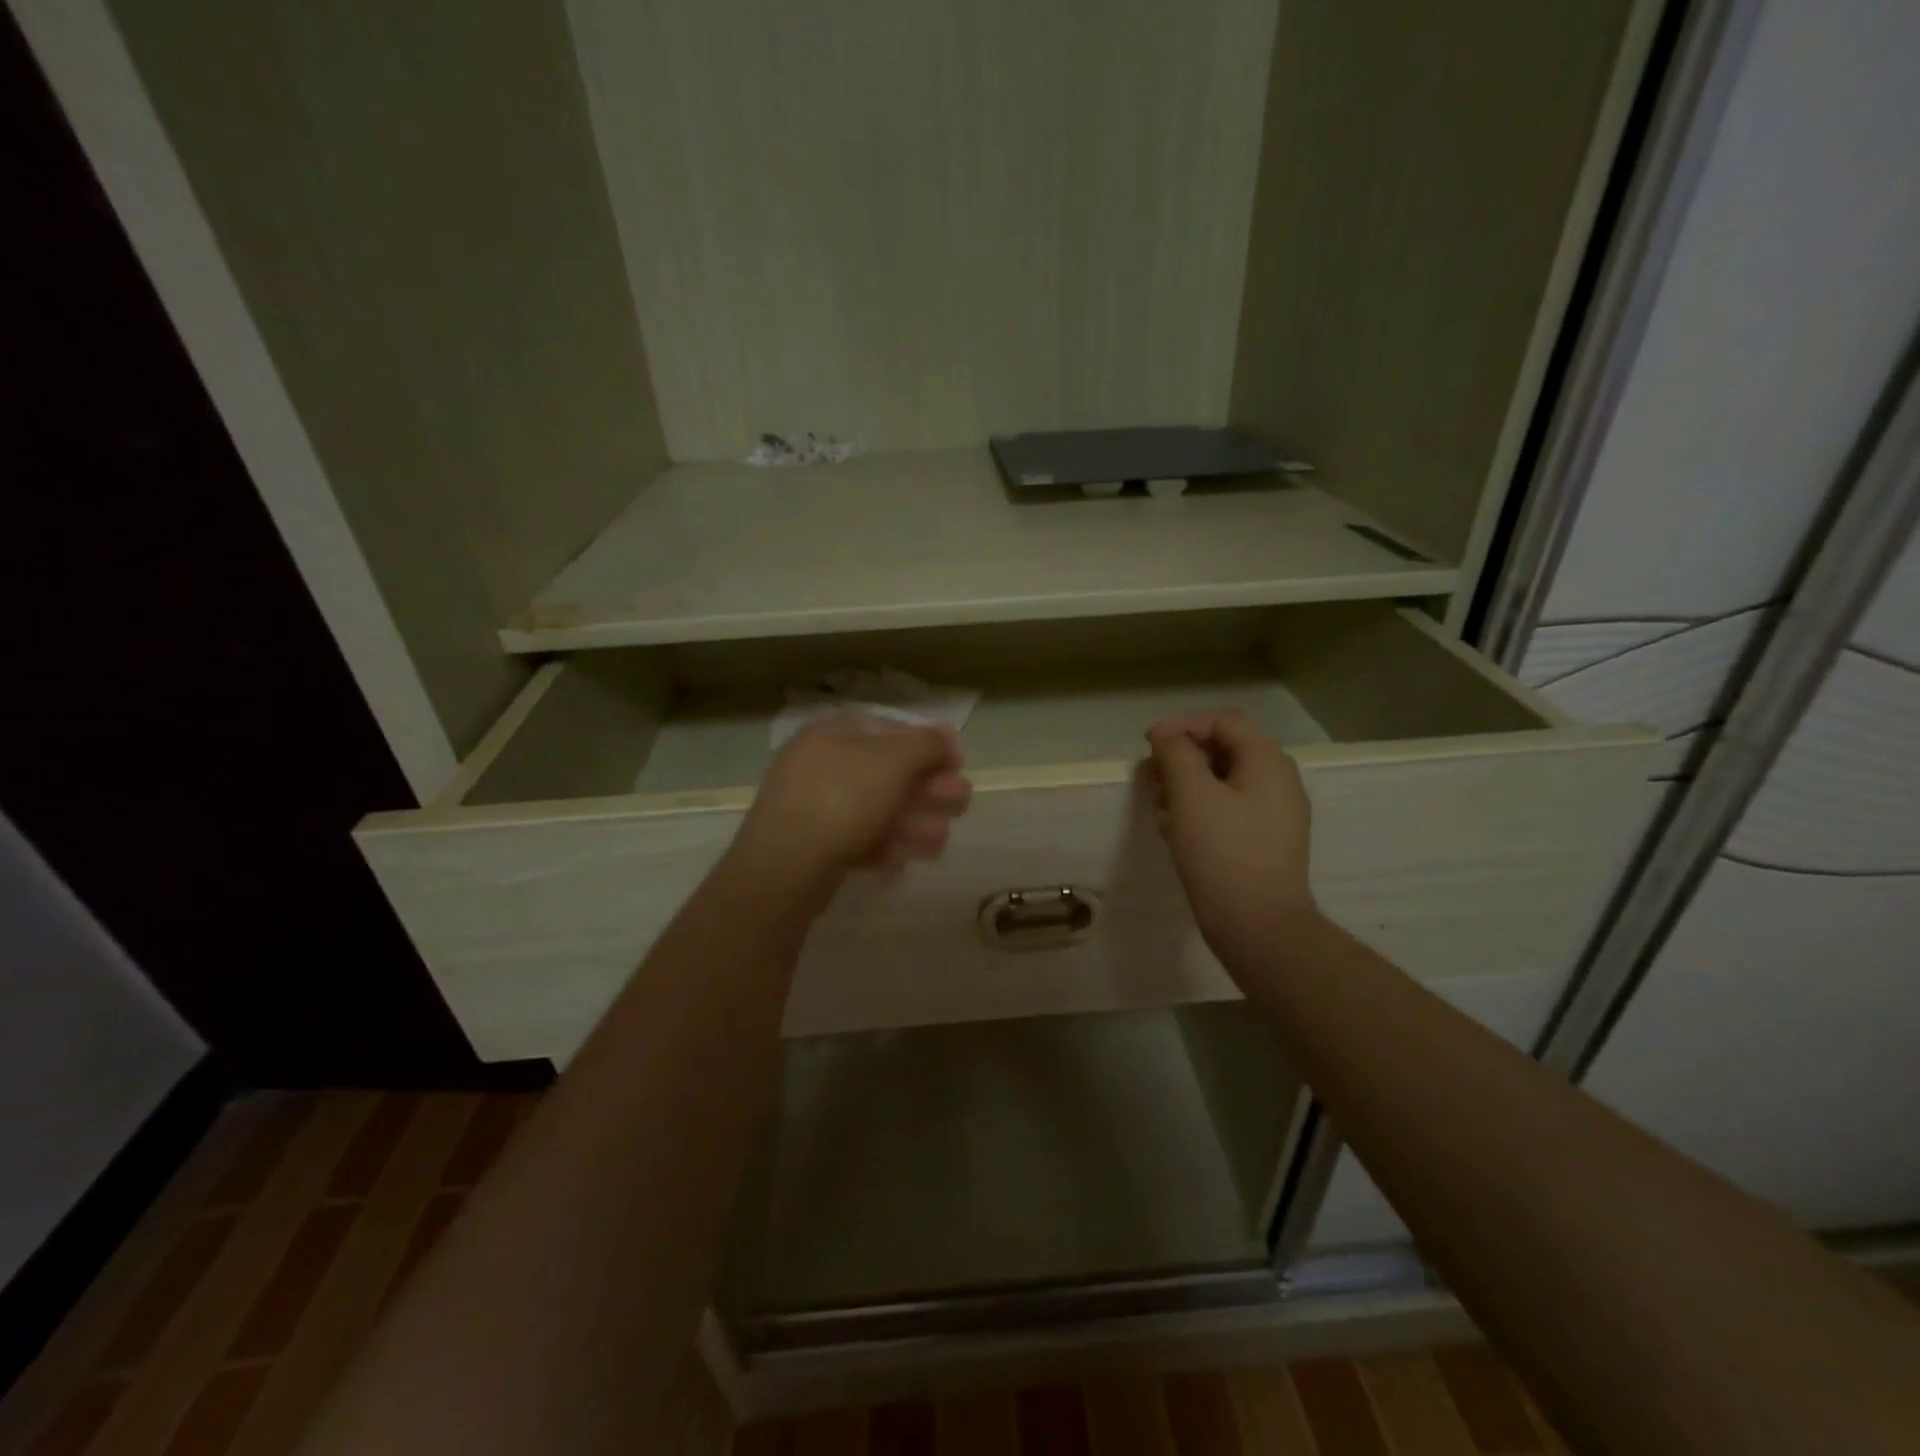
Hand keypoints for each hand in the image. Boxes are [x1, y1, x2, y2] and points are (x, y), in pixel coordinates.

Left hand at [729, 713, 972, 896]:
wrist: (784, 867)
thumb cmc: (842, 800)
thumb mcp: (893, 762)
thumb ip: (926, 744)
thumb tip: (946, 735)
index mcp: (834, 732)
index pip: (891, 730)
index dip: (929, 745)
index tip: (958, 766)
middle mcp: (821, 762)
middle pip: (887, 772)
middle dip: (928, 790)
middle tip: (960, 805)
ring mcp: (813, 804)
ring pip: (875, 808)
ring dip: (912, 822)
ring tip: (937, 842)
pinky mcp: (812, 843)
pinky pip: (856, 837)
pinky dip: (882, 845)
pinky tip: (900, 862)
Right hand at [1146, 709, 1319, 963]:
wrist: (1258, 927)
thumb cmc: (1222, 853)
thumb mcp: (1192, 795)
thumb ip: (1176, 754)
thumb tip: (1167, 735)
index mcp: (1267, 762)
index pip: (1224, 721)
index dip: (1183, 724)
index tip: (1148, 745)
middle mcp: (1278, 781)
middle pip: (1224, 749)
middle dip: (1181, 758)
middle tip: (1149, 778)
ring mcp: (1274, 814)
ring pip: (1223, 782)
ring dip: (1186, 785)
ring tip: (1157, 806)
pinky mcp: (1264, 842)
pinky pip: (1229, 810)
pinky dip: (1199, 810)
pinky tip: (1174, 830)